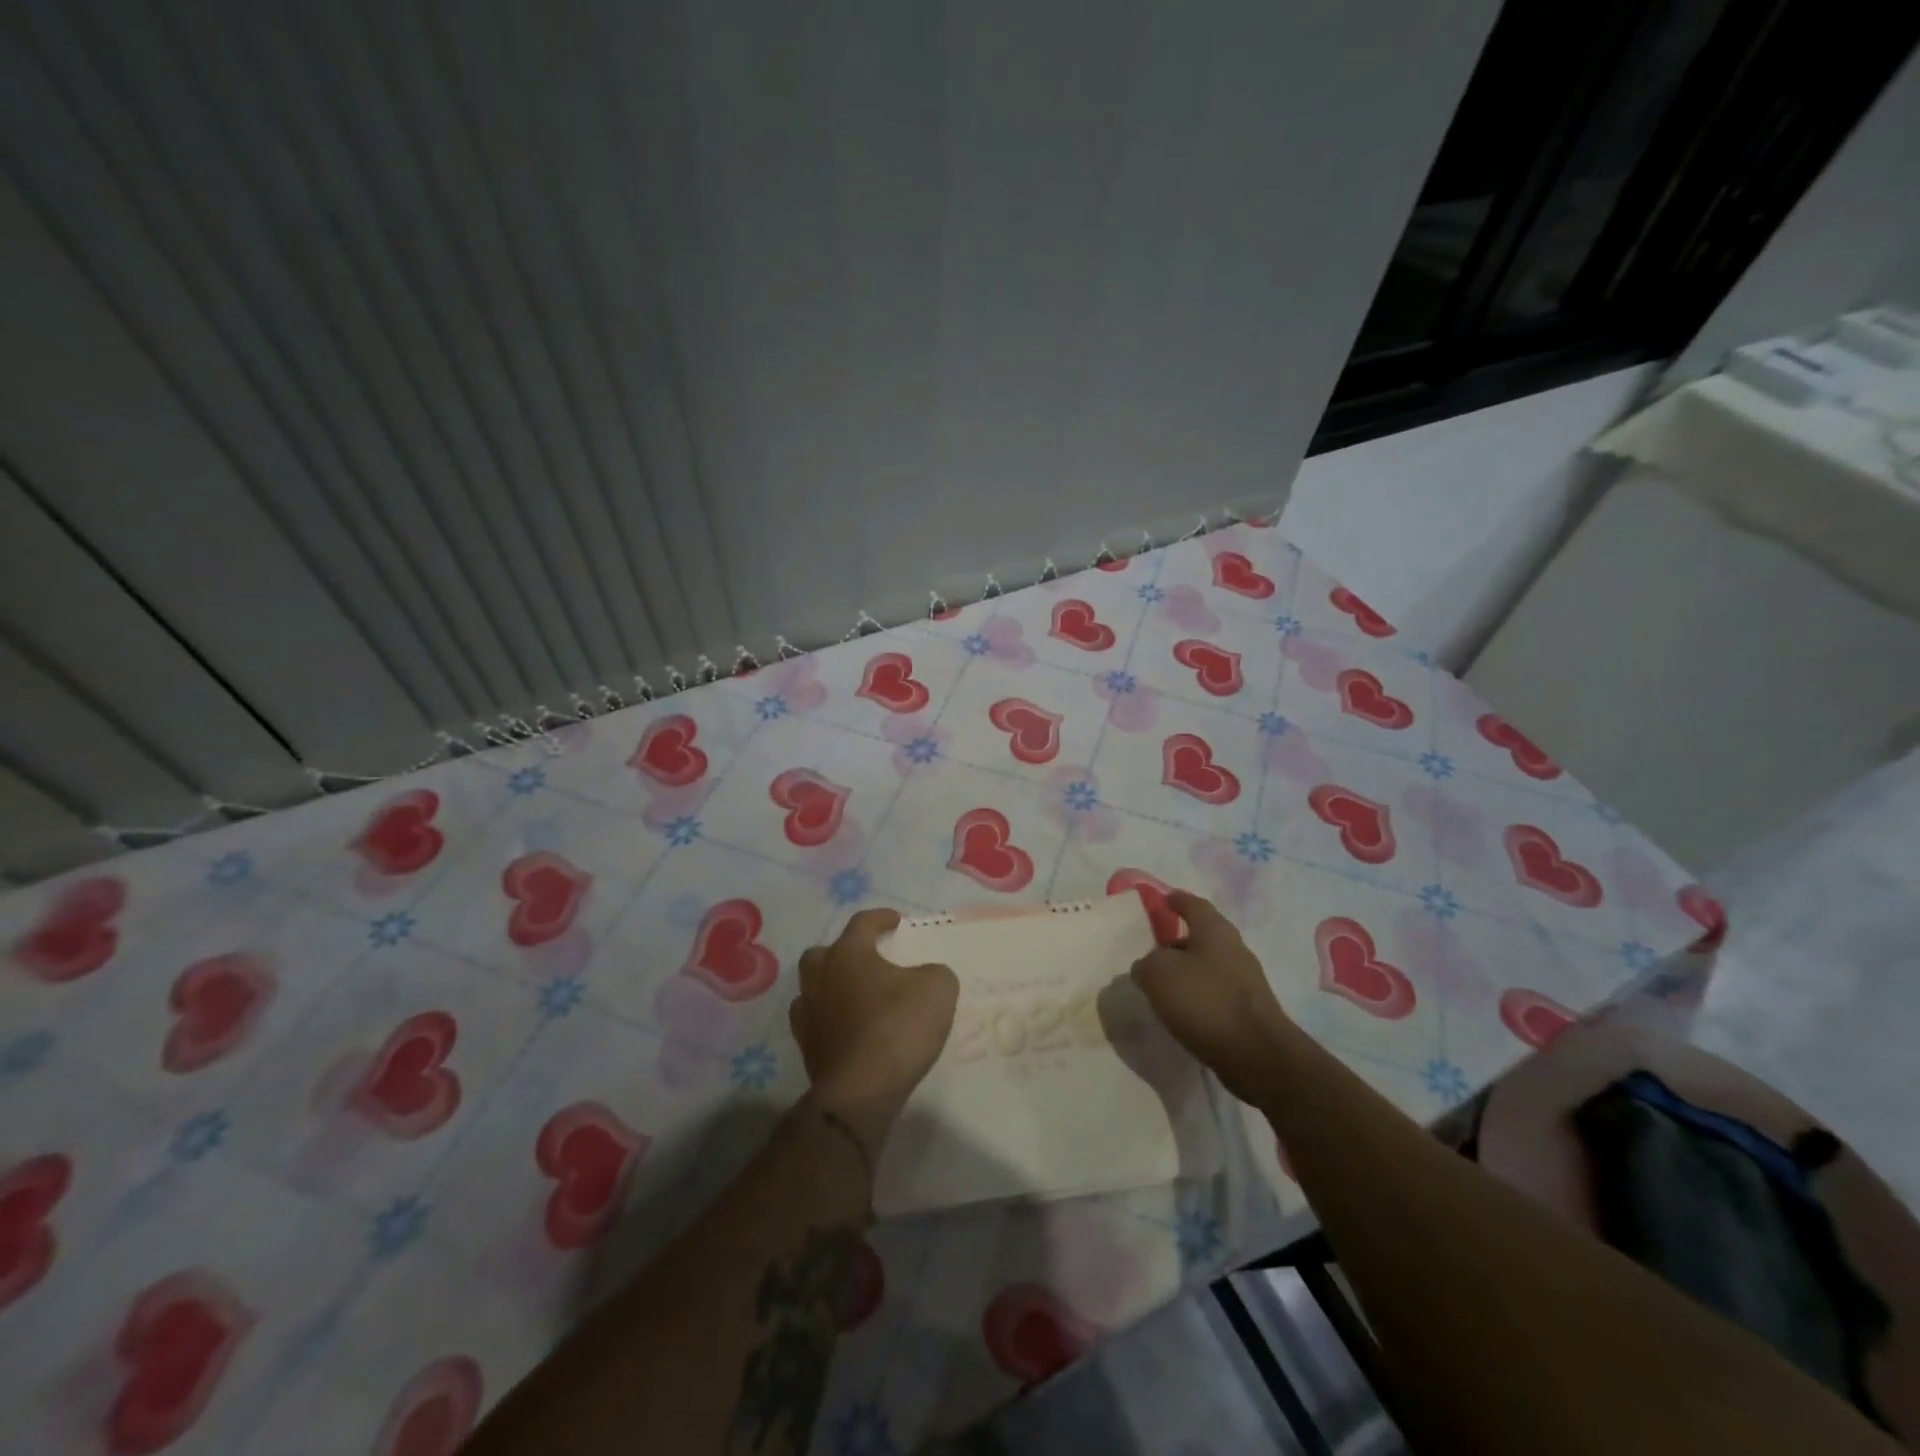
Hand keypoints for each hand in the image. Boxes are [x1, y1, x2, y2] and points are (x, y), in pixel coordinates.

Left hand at [791, 909, 958, 1127]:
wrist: (861, 1090)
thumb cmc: (898, 1027)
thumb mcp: (937, 989)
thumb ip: (933, 973)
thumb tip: (925, 977)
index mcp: (848, 954)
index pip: (862, 923)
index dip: (881, 918)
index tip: (896, 921)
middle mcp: (820, 977)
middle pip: (824, 953)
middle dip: (844, 952)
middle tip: (868, 960)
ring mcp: (807, 1013)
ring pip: (814, 988)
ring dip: (833, 987)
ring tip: (858, 997)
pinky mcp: (806, 1048)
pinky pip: (816, 1022)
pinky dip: (830, 1020)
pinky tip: (850, 1029)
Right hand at [1130, 891, 1293, 1104]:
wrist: (1256, 1055)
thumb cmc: (1205, 1001)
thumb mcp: (1158, 974)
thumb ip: (1146, 963)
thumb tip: (1147, 966)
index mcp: (1215, 929)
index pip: (1192, 903)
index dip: (1174, 900)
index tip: (1160, 901)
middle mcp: (1234, 948)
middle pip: (1201, 936)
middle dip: (1177, 942)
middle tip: (1152, 954)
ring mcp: (1246, 980)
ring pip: (1208, 966)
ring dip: (1186, 973)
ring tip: (1162, 988)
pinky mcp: (1249, 1009)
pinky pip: (1215, 992)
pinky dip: (1198, 996)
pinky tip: (1182, 1012)